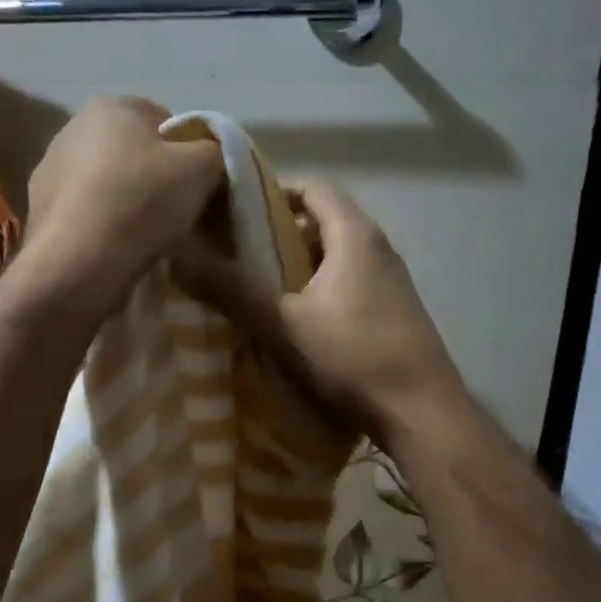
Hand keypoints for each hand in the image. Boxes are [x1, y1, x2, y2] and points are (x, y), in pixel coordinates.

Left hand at [22, 95, 224, 304]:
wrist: (79, 262)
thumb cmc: (143, 201)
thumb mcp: (202, 167)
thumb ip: (217, 149)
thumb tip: (211, 156)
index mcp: (111, 105)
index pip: (166, 121)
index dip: (189, 153)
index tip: (198, 186)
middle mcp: (72, 127)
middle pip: (133, 151)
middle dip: (155, 177)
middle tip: (175, 212)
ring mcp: (49, 169)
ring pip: (107, 182)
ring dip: (127, 201)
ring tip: (144, 236)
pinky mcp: (38, 209)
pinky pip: (85, 211)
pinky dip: (102, 223)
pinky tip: (115, 247)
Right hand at [176, 179, 461, 443]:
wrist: (422, 413)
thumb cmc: (351, 357)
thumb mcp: (281, 323)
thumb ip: (230, 289)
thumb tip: (178, 258)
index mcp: (354, 235)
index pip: (313, 188)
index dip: (273, 194)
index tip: (237, 217)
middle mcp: (378, 248)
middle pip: (323, 222)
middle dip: (279, 237)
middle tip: (239, 259)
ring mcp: (392, 281)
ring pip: (336, 257)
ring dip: (299, 269)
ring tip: (261, 294)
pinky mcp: (395, 312)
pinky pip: (350, 285)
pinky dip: (320, 292)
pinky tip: (298, 325)